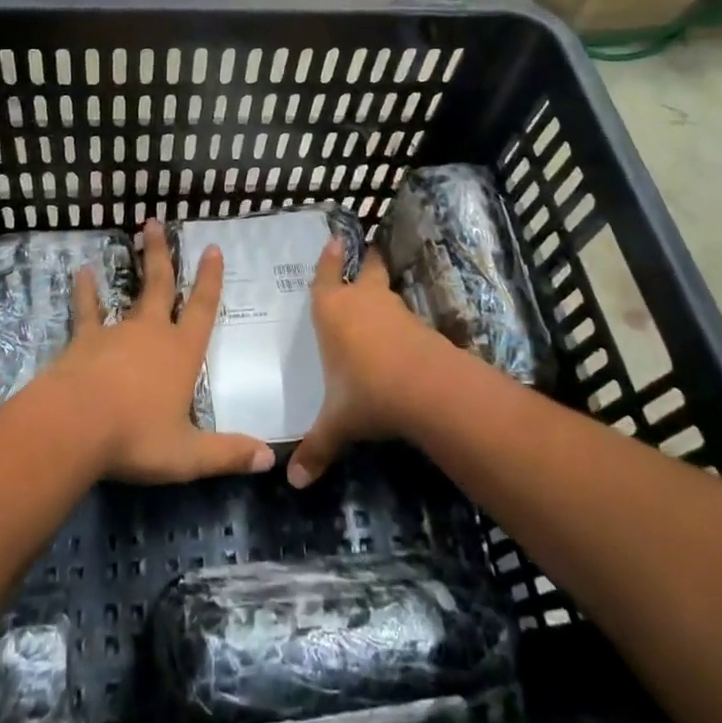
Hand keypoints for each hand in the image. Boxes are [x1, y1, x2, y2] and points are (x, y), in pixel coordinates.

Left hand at [40, 220, 274, 484]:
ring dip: (134, 264)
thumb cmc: (136, 437)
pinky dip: (85, 291)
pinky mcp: (84, 340)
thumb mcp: (187, 455)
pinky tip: (82, 273)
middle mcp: (152, 333)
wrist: (74, 427)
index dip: (210, 280)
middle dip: (162, 255)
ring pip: (130, 291)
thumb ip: (227, 454)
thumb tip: (270, 459)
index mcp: (182, 353)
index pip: (202, 309)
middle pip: (161, 285)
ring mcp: (116, 332)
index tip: (212, 249)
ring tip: (133, 236)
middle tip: (156, 222)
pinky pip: (87, 310)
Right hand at [288, 238, 444, 488]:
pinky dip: (401, 322)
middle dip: (366, 260)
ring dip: (383, 292)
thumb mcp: (337, 423)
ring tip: (378, 298)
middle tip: (366, 251)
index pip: (326, 276)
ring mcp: (395, 311)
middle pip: (367, 269)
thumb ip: (317, 448)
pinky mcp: (421, 326)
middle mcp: (363, 302)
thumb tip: (293, 483)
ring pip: (387, 291)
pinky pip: (405, 318)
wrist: (428, 389)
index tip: (335, 240)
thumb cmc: (367, 393)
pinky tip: (400, 338)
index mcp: (332, 311)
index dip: (329, 259)